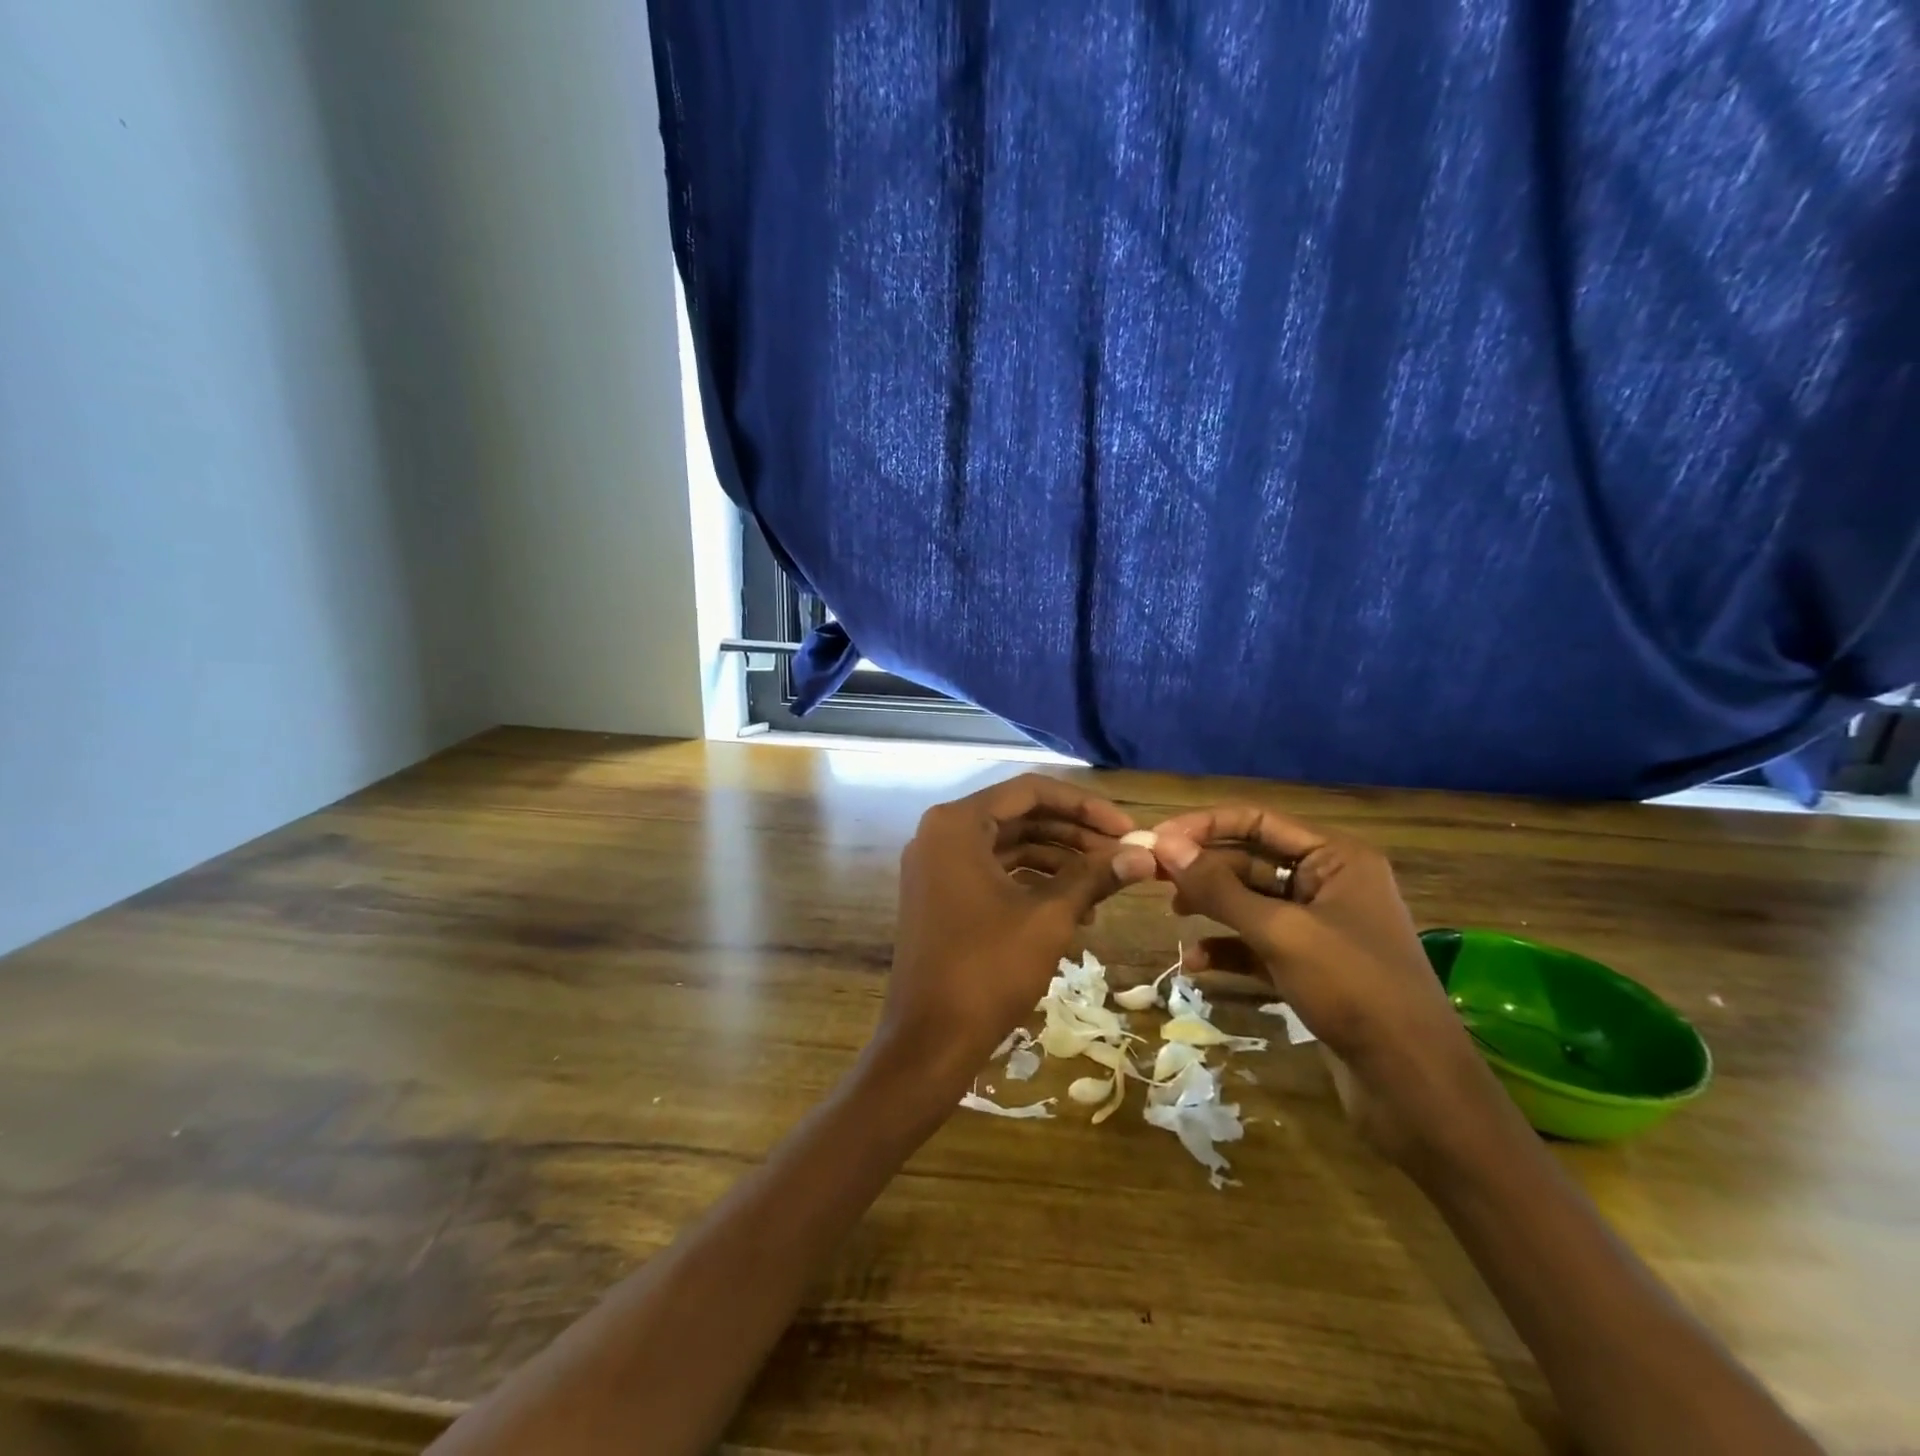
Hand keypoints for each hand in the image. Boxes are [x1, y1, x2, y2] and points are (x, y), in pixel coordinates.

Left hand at [875, 775, 1133, 1089]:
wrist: (929, 1041)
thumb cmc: (988, 970)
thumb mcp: (1049, 918)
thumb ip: (1095, 877)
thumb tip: (1146, 854)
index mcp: (958, 824)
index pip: (1030, 791)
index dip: (1084, 806)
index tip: (1126, 827)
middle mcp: (941, 833)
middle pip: (1019, 817)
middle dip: (1074, 834)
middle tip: (1123, 854)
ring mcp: (936, 866)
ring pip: (1008, 846)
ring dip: (1057, 861)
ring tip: (1105, 885)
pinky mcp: (940, 895)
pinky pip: (993, 873)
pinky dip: (1032, 884)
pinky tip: (1075, 909)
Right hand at [1148, 805, 1505, 1166]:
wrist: (1415, 1087)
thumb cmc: (1354, 989)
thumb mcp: (1280, 932)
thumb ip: (1219, 889)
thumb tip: (1164, 846)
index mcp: (1336, 858)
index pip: (1258, 822)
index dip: (1205, 827)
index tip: (1157, 840)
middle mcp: (1328, 884)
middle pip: (1250, 861)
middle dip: (1204, 870)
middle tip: (1152, 878)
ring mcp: (1320, 929)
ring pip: (1250, 904)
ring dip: (1211, 908)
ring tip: (1173, 916)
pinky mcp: (1311, 968)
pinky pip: (1258, 945)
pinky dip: (1228, 949)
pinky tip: (1196, 964)